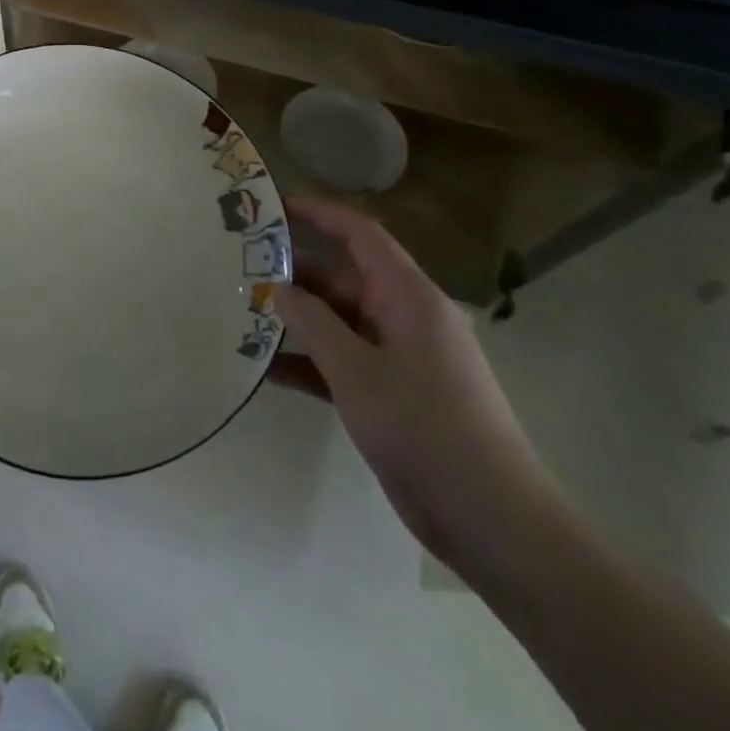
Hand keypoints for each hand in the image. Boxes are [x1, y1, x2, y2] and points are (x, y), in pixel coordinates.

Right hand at [273, 199, 563, 575]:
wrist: (492, 522)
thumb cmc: (425, 429)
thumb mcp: (356, 370)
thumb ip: (313, 322)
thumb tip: (279, 288)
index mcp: (408, 297)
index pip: (360, 235)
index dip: (319, 214)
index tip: (272, 209)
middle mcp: (404, 318)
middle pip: (342, 280)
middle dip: (293, 277)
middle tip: (237, 274)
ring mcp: (399, 358)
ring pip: (338, 323)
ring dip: (295, 323)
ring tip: (240, 319)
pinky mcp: (392, 395)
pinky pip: (342, 363)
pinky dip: (309, 364)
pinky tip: (264, 370)